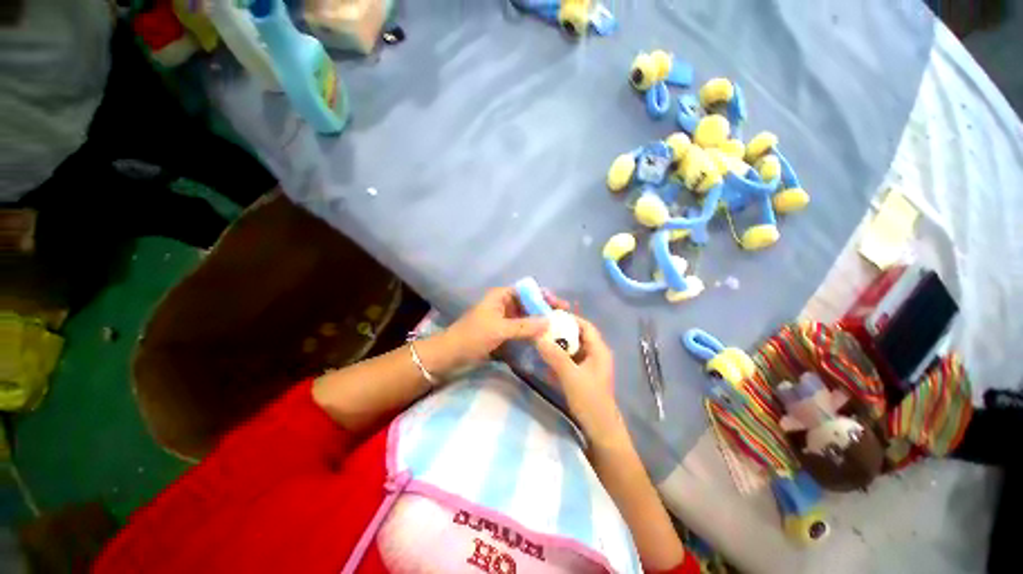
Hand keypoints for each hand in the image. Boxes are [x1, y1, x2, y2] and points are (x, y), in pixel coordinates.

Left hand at [431, 286, 557, 373]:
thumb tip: (549, 322)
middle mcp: (504, 303)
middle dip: (545, 308)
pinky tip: (544, 336)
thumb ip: (525, 326)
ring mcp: (504, 318)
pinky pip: (522, 327)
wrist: (451, 354)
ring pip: (527, 315)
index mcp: (501, 296)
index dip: (544, 295)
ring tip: (558, 327)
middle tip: (564, 316)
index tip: (560, 305)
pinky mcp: (504, 330)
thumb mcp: (499, 329)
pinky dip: (533, 330)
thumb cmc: (473, 336)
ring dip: (541, 320)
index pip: (528, 290)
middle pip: (529, 302)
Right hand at [535, 316, 622, 436]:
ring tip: (541, 340)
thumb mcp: (570, 376)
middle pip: (578, 335)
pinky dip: (559, 356)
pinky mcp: (583, 375)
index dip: (570, 319)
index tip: (551, 316)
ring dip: (559, 344)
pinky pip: (570, 359)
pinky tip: (546, 357)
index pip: (585, 326)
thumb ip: (555, 356)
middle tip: (542, 328)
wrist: (600, 430)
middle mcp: (596, 354)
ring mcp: (590, 365)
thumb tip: (538, 337)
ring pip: (573, 348)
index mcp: (599, 350)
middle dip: (561, 331)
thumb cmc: (590, 400)